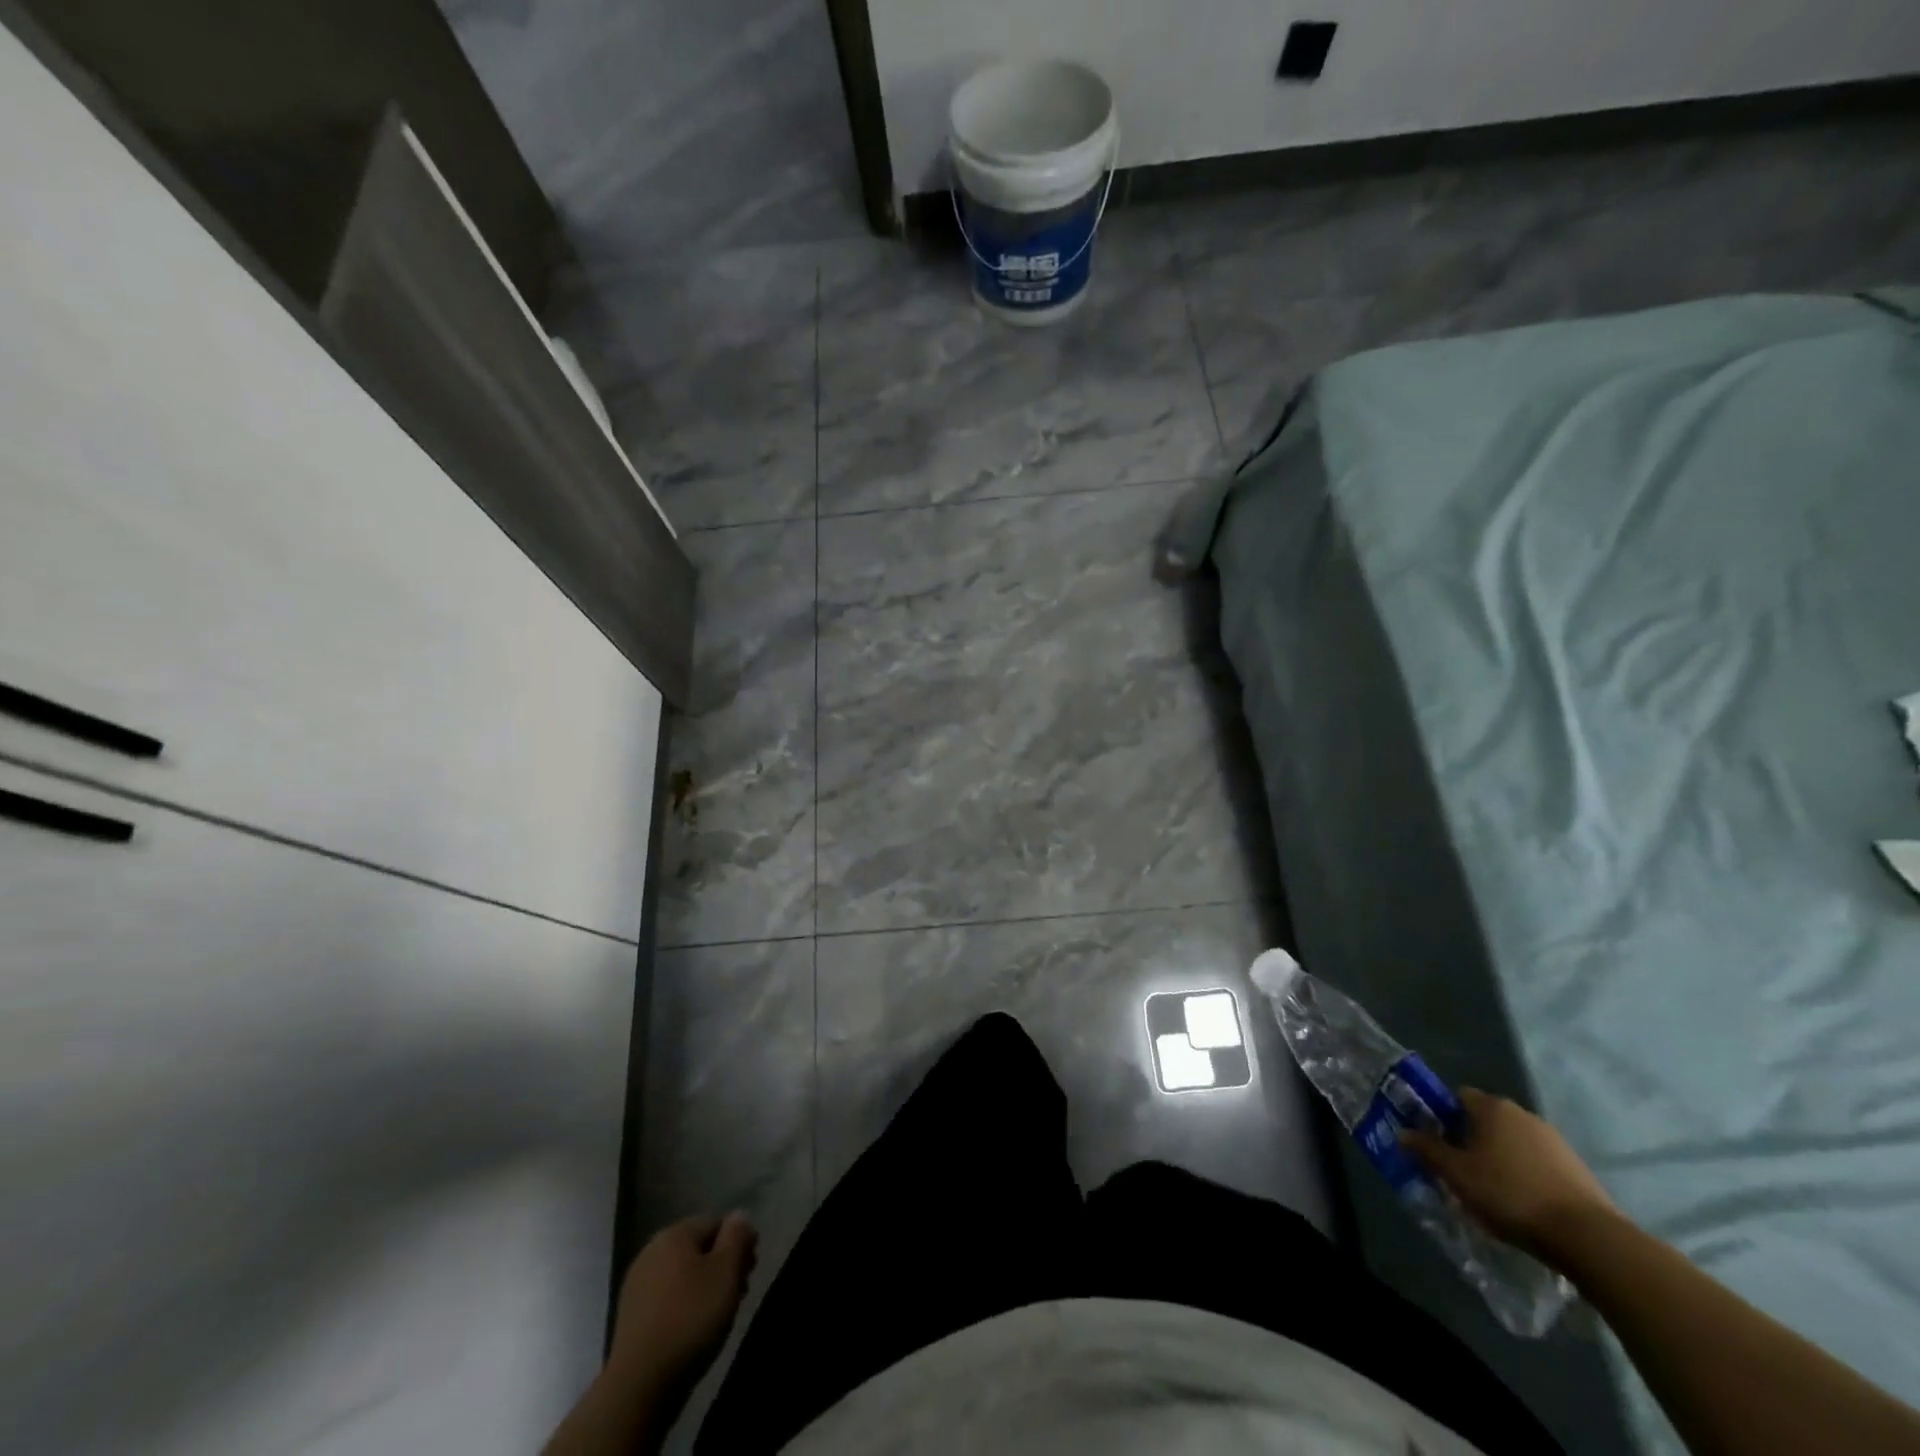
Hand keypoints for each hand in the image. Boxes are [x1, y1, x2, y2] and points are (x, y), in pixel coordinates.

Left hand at [608, 1213, 758, 1395]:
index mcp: (674, 1234)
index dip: (739, 1242)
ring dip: (705, 1285)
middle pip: (699, 1247)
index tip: (751, 1270)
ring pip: (683, 1273)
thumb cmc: (690, 1319)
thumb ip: (737, 1236)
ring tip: (720, 1314)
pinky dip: (684, 1304)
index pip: (717, 1222)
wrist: (639, 1386)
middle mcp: (652, 1251)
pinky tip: (693, 1328)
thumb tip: (739, 1215)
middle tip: (740, 1292)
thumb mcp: (726, 1272)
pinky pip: (667, 1297)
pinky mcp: (631, 1316)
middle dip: (722, 1265)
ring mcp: (637, 1284)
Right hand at [1402, 1088, 1618, 1259]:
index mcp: (1492, 1107)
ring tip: (1491, 1193)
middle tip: (1459, 1171)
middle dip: (1469, 1140)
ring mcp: (1554, 1141)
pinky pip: (1537, 1164)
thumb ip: (1427, 1149)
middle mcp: (1523, 1114)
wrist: (1588, 1238)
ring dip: (1499, 1160)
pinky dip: (1525, 1176)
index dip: (1441, 1117)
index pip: (1456, 1097)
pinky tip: (1522, 1205)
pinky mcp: (1577, 1168)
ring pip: (1512, 1143)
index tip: (1436, 1144)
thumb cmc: (1510, 1194)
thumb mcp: (1456, 1174)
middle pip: (1484, 1120)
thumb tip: (1403, 1132)